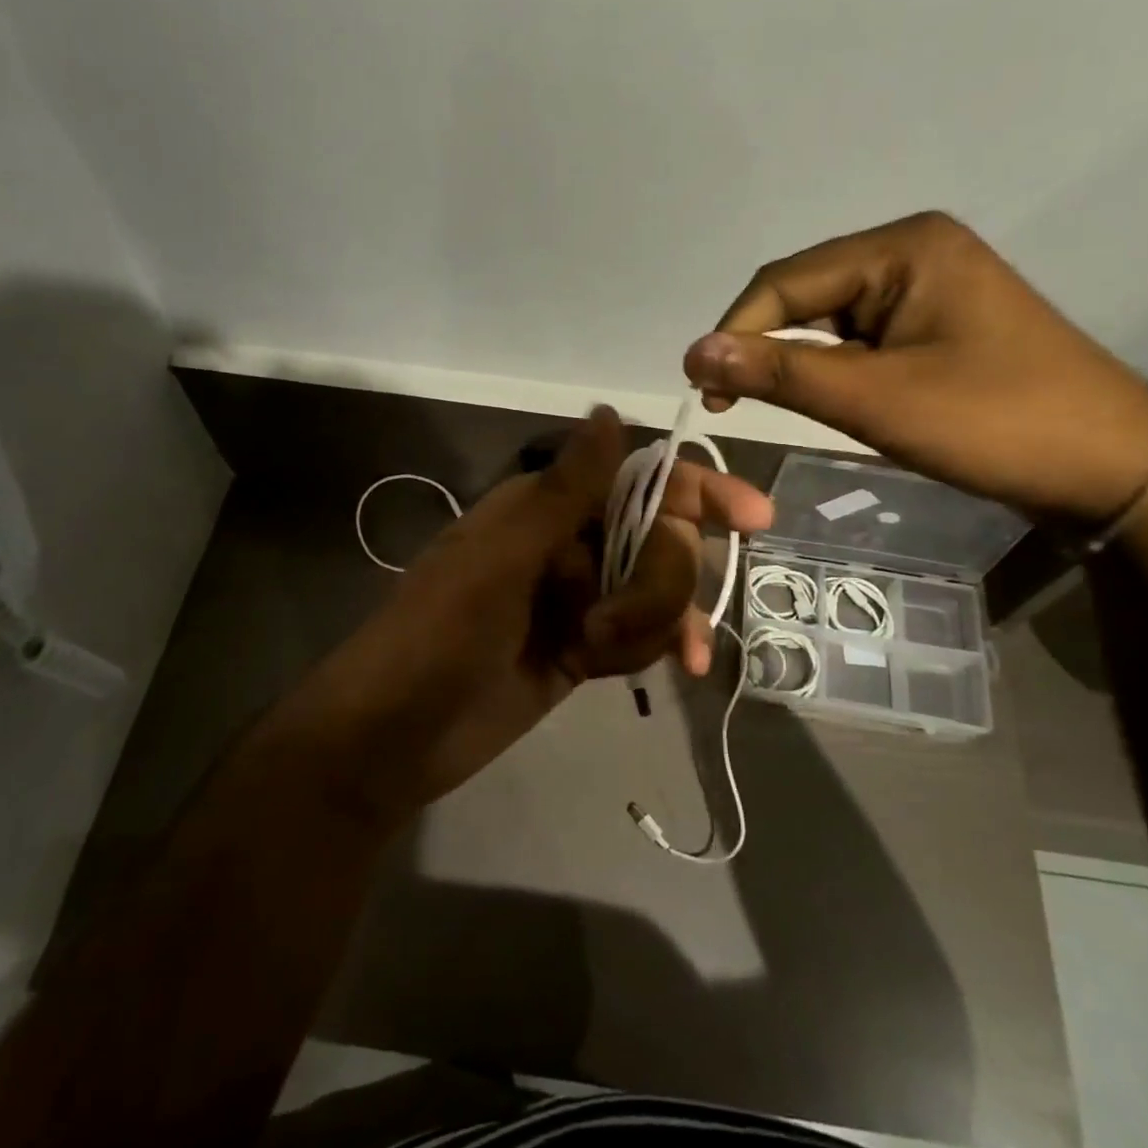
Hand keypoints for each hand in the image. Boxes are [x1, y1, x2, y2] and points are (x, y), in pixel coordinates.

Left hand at [275, 408, 772, 823]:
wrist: (394, 736)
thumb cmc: (438, 635)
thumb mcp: (501, 559)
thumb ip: (564, 490)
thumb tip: (610, 411)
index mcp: (546, 506)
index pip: (640, 480)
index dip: (697, 491)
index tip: (753, 517)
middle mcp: (569, 544)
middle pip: (661, 541)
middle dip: (657, 582)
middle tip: (609, 623)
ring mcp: (579, 598)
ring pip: (657, 593)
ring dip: (648, 624)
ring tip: (595, 653)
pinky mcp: (584, 648)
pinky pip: (643, 636)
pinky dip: (648, 649)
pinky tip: (650, 670)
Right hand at [684, 212, 1147, 526]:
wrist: (1111, 469)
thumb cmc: (995, 424)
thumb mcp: (875, 400)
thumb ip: (780, 373)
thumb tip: (694, 352)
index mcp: (902, 247)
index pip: (785, 281)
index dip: (734, 334)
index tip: (705, 393)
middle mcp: (912, 251)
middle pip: (805, 294)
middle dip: (765, 349)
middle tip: (732, 406)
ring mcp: (928, 287)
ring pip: (829, 319)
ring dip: (798, 363)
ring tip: (776, 408)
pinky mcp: (936, 323)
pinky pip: (860, 338)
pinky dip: (833, 370)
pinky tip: (828, 399)